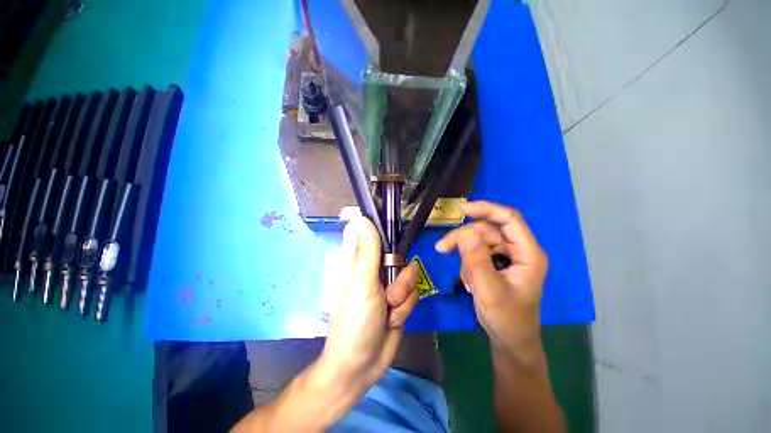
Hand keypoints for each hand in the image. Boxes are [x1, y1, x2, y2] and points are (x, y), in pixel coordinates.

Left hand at [322, 216, 419, 390]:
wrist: (363, 365)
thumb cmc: (355, 321)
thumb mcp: (362, 283)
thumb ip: (366, 251)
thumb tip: (362, 218)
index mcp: (359, 261)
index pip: (370, 233)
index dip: (381, 229)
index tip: (393, 234)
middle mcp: (374, 269)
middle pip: (398, 254)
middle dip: (399, 275)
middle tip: (388, 291)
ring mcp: (389, 284)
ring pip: (410, 275)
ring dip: (403, 296)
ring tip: (389, 312)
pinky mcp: (400, 299)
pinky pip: (414, 293)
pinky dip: (405, 309)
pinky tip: (393, 321)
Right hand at [436, 201, 547, 366]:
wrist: (509, 341)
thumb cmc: (507, 319)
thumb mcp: (489, 290)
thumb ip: (476, 260)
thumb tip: (465, 232)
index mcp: (527, 253)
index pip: (509, 219)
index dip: (486, 209)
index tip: (462, 210)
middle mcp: (518, 250)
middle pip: (487, 230)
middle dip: (463, 238)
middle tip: (441, 249)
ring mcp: (506, 257)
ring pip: (478, 241)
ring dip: (465, 256)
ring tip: (465, 280)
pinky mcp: (495, 263)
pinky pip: (475, 253)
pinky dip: (467, 264)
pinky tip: (469, 282)